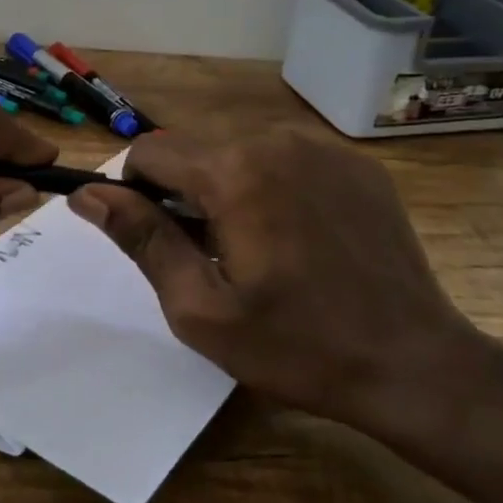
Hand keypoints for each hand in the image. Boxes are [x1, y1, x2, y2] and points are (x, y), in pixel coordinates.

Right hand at [68, 130, 486, 435]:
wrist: (414, 363)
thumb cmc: (297, 345)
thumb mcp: (201, 307)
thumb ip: (141, 239)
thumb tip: (87, 194)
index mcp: (233, 171)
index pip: (150, 151)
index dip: (136, 191)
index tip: (158, 239)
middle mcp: (275, 139)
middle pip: (195, 147)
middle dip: (184, 190)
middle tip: (210, 254)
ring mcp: (322, 146)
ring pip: (240, 148)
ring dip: (227, 185)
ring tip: (257, 246)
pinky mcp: (355, 162)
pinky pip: (287, 156)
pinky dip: (272, 183)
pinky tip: (299, 234)